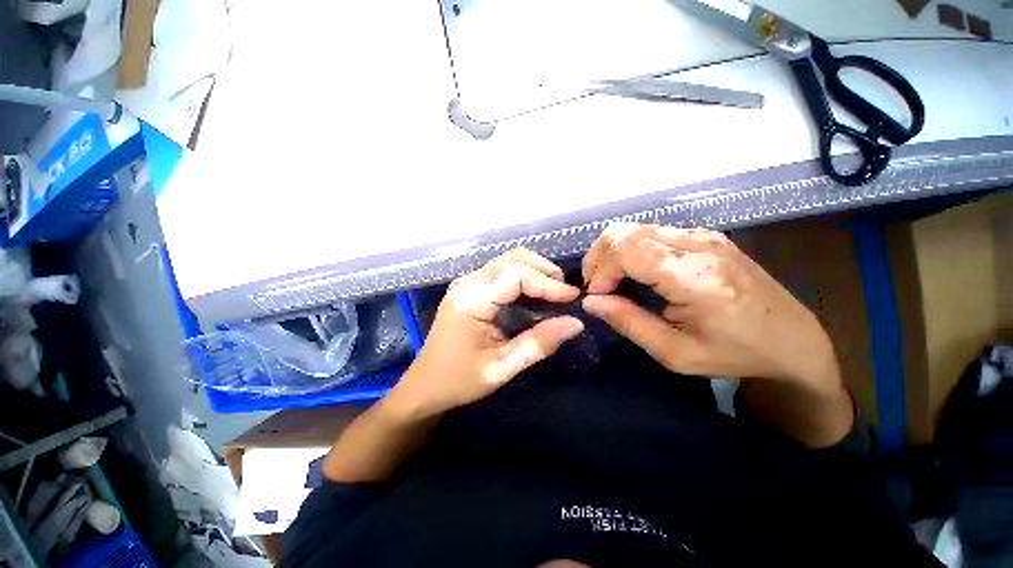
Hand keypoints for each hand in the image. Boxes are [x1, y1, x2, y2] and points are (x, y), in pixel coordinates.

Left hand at [388, 249, 583, 419]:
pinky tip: (535, 295)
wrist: (424, 386)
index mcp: (471, 299)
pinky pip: (501, 272)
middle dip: (544, 271)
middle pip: (512, 259)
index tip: (573, 298)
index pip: (516, 275)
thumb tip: (575, 323)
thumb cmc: (459, 381)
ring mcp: (467, 283)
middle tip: (565, 293)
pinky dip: (523, 278)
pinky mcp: (469, 288)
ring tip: (555, 293)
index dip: (548, 283)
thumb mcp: (501, 368)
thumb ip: (538, 344)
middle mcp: (468, 283)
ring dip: (535, 272)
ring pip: (508, 261)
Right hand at [581, 224, 840, 393]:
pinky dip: (631, 251)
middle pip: (623, 232)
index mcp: (693, 275)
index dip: (601, 271)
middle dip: (599, 258)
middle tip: (600, 288)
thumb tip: (590, 301)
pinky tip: (637, 276)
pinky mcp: (704, 236)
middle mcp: (697, 244)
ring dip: (613, 254)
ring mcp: (702, 235)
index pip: (626, 250)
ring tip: (615, 284)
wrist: (792, 340)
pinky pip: (651, 234)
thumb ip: (627, 322)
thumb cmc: (735, 353)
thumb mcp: (674, 352)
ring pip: (634, 229)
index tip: (598, 297)